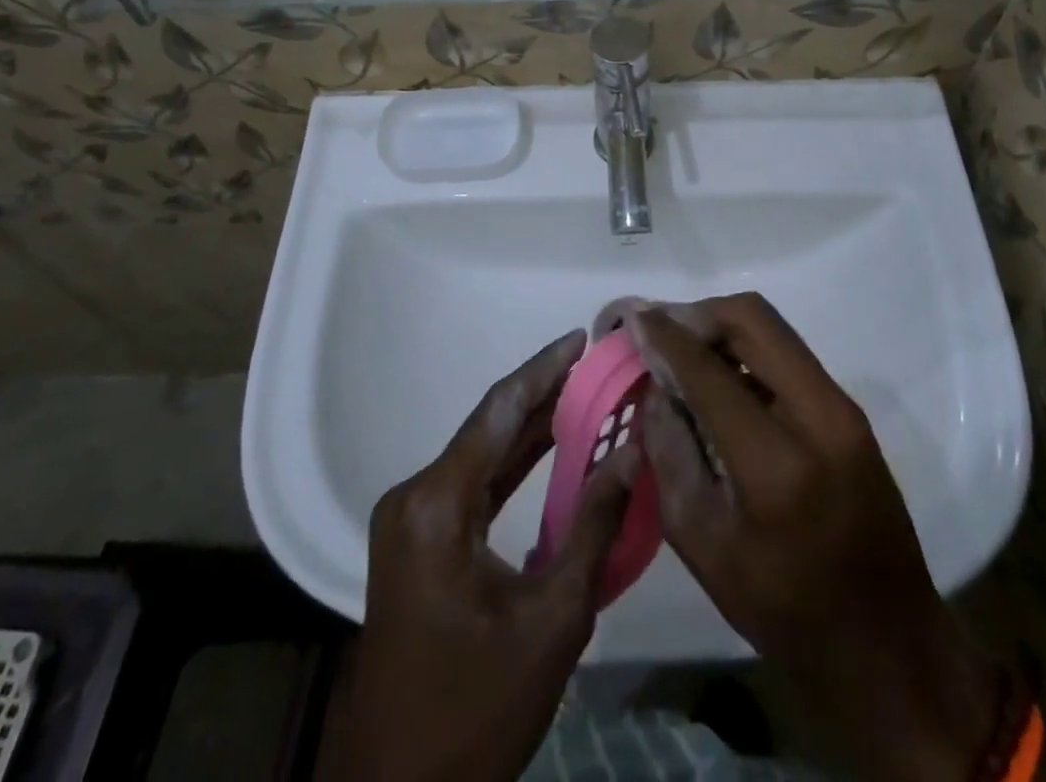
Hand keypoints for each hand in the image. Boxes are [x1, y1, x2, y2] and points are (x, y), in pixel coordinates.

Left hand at [315, 331, 637, 781]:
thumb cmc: (478, 707)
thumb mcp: (552, 618)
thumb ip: (594, 525)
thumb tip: (635, 452)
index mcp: (436, 504)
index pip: (498, 412)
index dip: (543, 369)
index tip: (581, 338)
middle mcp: (414, 497)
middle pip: (488, 428)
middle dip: (544, 394)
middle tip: (595, 365)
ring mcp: (411, 520)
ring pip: (481, 455)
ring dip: (531, 428)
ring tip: (584, 394)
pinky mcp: (417, 542)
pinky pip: (472, 486)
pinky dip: (513, 466)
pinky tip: (551, 447)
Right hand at [630, 296, 996, 781]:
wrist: (889, 646)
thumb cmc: (785, 612)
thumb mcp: (703, 545)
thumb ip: (670, 454)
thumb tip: (655, 388)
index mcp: (776, 463)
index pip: (708, 370)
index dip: (663, 336)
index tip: (630, 317)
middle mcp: (818, 415)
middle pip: (750, 318)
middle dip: (695, 313)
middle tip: (659, 330)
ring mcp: (842, 407)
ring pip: (772, 328)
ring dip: (720, 327)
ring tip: (683, 350)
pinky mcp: (849, 411)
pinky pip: (787, 354)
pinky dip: (745, 349)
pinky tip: (720, 376)